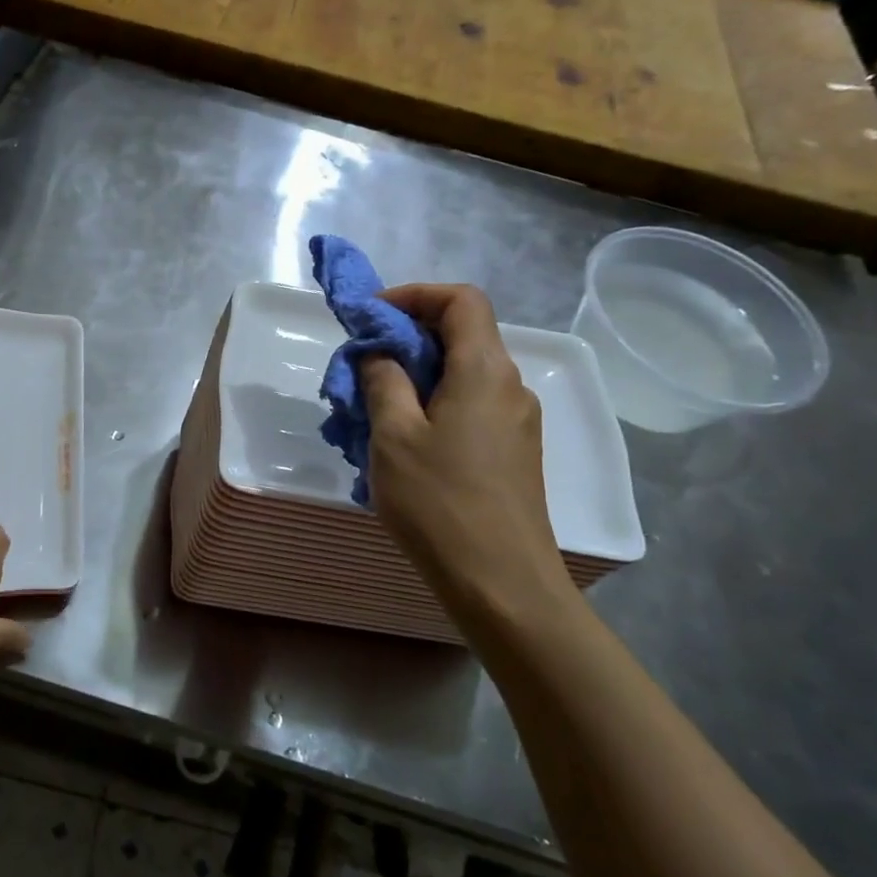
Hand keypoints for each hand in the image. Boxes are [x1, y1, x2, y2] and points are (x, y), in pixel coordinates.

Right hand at [359, 284, 573, 614]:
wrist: (501, 582)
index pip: (461, 300)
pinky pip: (469, 406)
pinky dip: (432, 404)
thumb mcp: (393, 436)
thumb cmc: (440, 502)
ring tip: (372, 407)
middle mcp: (509, 386)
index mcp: (484, 371)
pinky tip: (402, 441)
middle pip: (462, 335)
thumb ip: (383, 381)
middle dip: (406, 337)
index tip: (370, 316)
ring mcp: (516, 421)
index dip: (414, 295)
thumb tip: (379, 352)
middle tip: (360, 364)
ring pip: (462, 374)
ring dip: (415, 374)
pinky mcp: (512, 451)